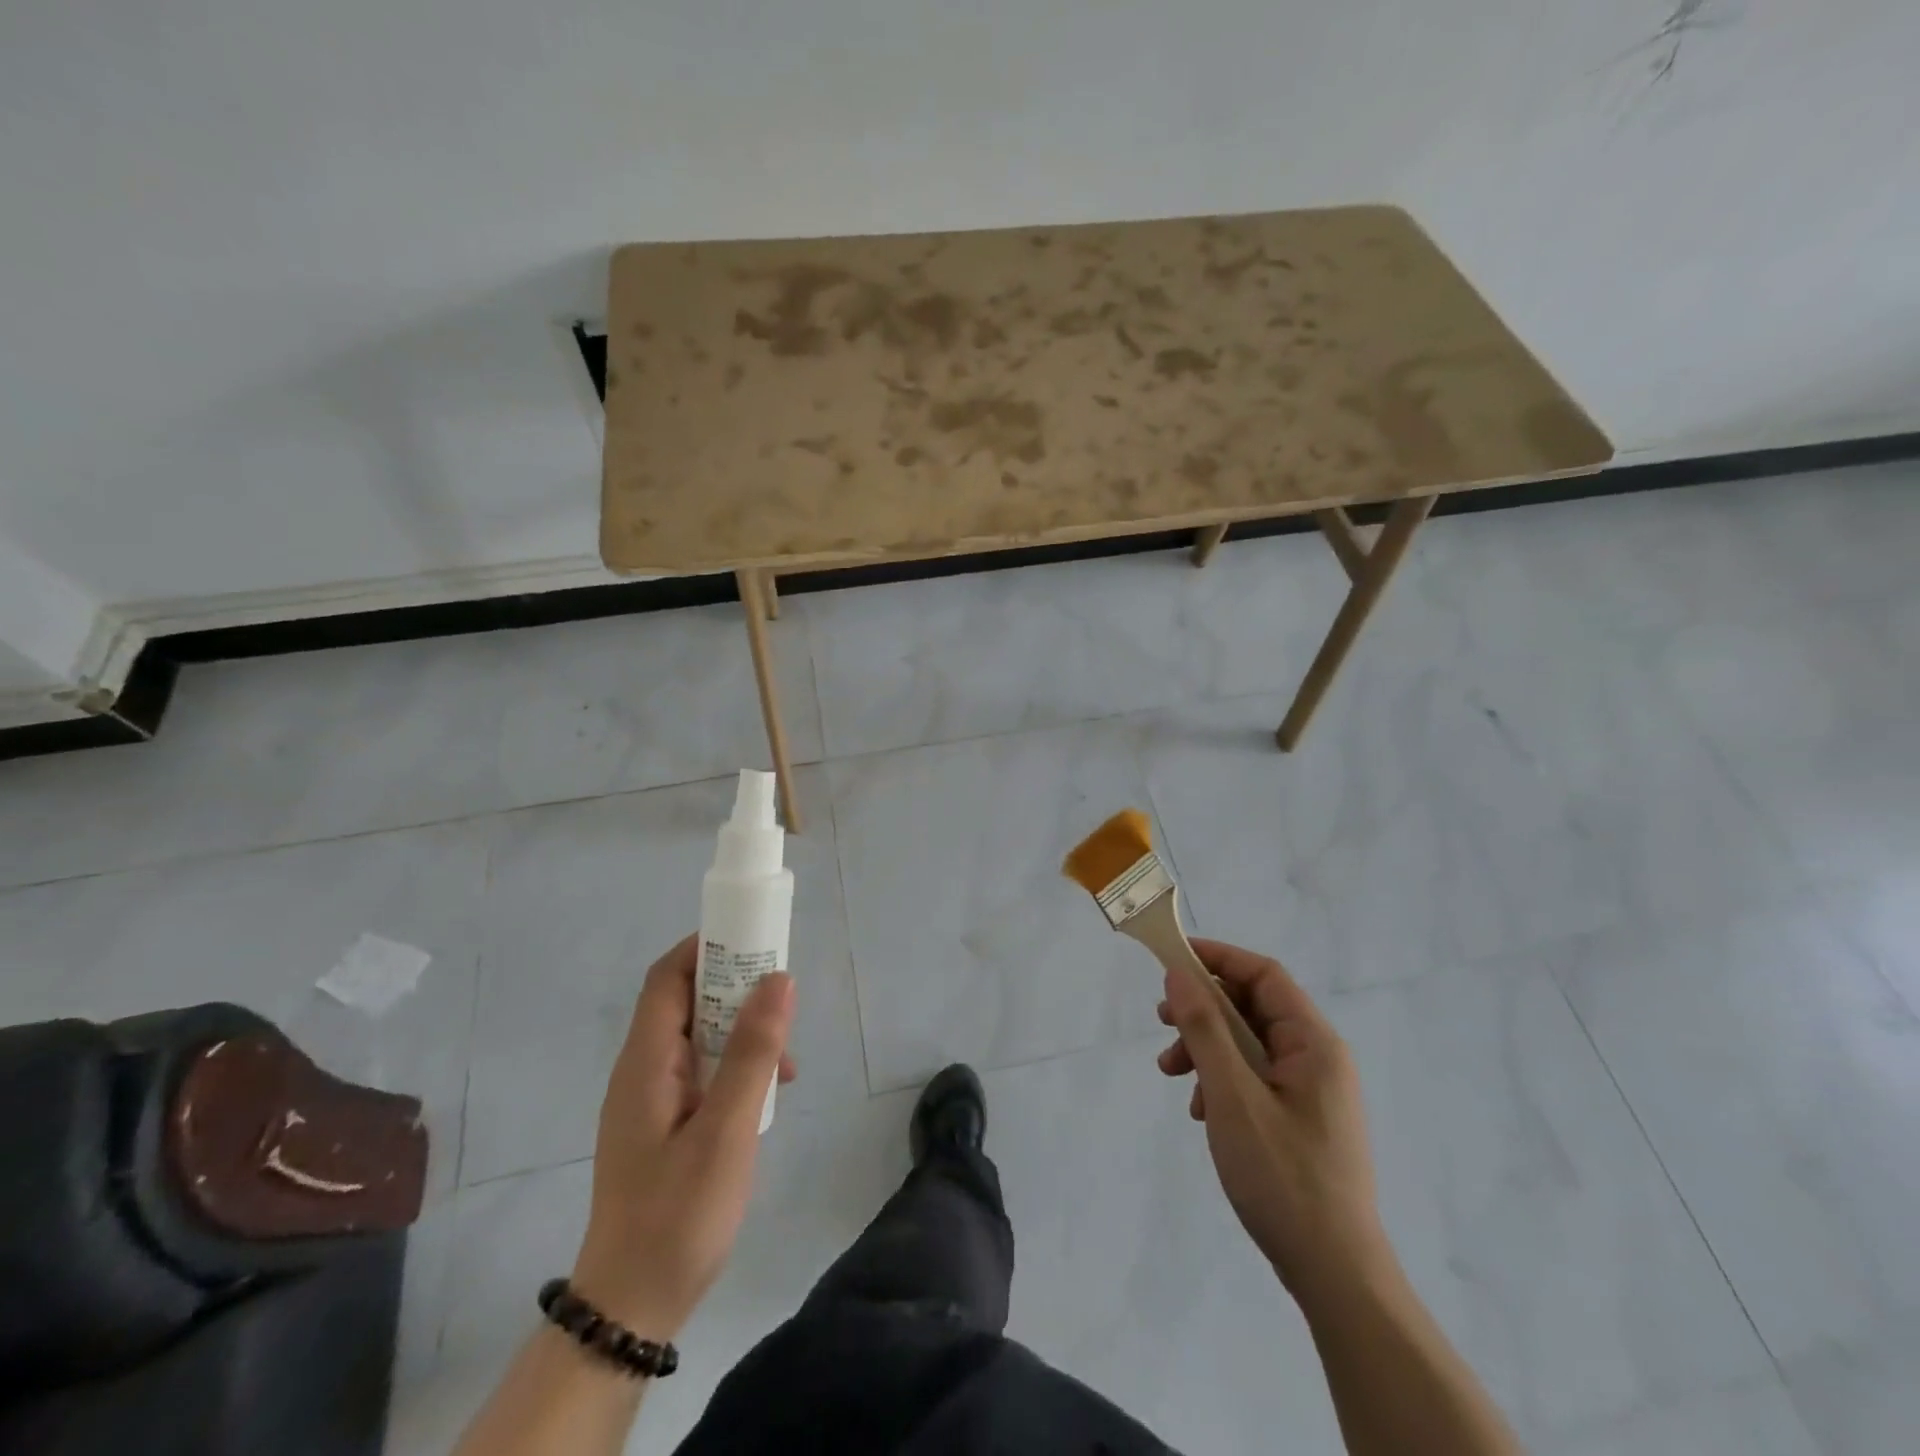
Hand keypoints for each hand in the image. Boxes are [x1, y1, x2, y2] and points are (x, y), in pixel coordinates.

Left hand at [569, 935, 796, 1341]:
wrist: (632, 1307)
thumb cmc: (678, 1214)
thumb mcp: (727, 1130)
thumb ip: (753, 1052)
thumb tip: (779, 979)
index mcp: (645, 1062)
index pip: (667, 977)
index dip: (706, 948)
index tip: (754, 942)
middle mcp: (641, 1071)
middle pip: (686, 1003)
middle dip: (735, 990)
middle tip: (783, 999)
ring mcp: (650, 1100)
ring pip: (699, 1038)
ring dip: (742, 1033)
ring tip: (785, 1059)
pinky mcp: (662, 1126)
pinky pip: (701, 1073)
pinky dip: (734, 1067)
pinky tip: (767, 1095)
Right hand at [1156, 938, 1385, 1301]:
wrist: (1335, 1275)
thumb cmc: (1283, 1177)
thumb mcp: (1232, 1096)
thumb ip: (1205, 1029)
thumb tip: (1179, 974)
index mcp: (1313, 1043)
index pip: (1263, 975)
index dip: (1217, 958)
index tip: (1171, 961)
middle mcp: (1318, 1058)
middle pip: (1252, 1008)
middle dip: (1202, 1010)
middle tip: (1161, 1022)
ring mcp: (1311, 1091)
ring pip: (1248, 1044)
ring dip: (1205, 1048)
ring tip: (1171, 1074)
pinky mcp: (1300, 1119)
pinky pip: (1254, 1077)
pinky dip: (1220, 1080)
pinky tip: (1200, 1110)